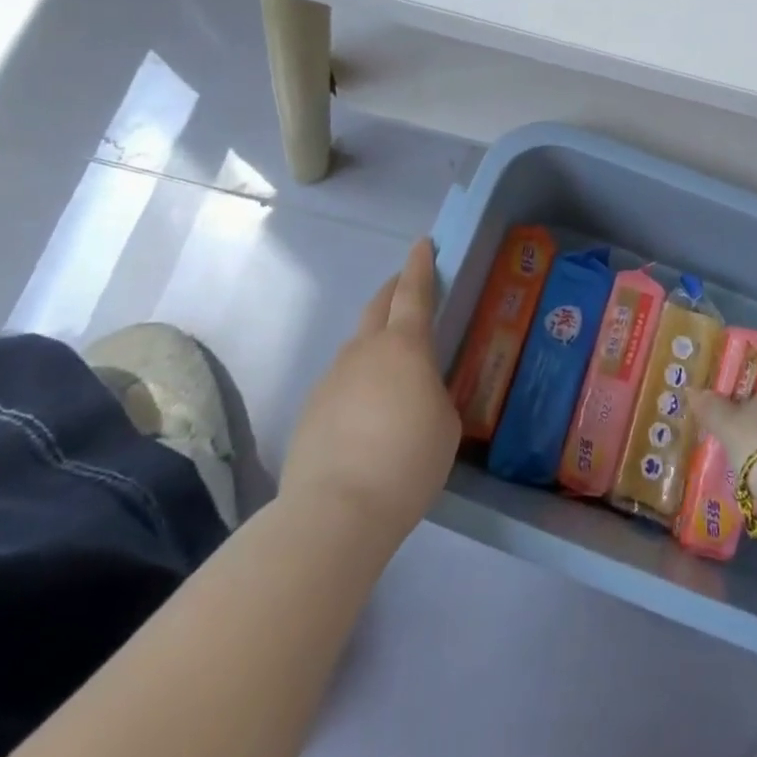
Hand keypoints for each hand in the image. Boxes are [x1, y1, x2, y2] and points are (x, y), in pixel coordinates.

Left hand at [281, 240, 459, 535]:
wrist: (335, 512)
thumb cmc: (407, 461)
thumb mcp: (445, 423)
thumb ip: (433, 393)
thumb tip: (415, 393)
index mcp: (405, 346)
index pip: (414, 292)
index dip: (421, 265)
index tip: (423, 244)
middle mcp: (364, 350)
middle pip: (379, 305)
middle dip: (394, 290)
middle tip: (408, 286)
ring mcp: (332, 378)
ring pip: (357, 345)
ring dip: (375, 341)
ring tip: (391, 367)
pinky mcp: (311, 409)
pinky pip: (341, 381)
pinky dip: (357, 382)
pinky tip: (366, 414)